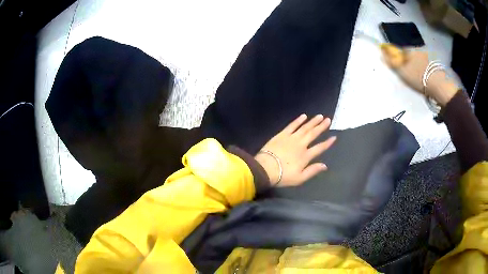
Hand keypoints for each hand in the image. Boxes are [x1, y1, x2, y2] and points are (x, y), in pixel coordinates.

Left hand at [255, 114, 335, 186]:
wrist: (265, 168)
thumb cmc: (283, 176)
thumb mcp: (300, 178)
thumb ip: (312, 171)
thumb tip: (325, 165)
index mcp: (305, 156)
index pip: (319, 148)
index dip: (327, 143)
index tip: (334, 137)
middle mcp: (301, 144)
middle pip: (313, 134)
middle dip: (321, 127)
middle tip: (328, 119)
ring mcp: (291, 138)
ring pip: (304, 128)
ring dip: (313, 121)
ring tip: (320, 116)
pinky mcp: (282, 134)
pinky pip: (292, 125)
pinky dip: (298, 120)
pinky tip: (304, 116)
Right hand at [382, 48, 458, 106]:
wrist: (439, 86)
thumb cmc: (419, 78)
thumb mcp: (403, 72)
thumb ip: (392, 62)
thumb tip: (381, 53)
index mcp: (410, 50)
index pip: (400, 50)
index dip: (398, 57)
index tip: (399, 66)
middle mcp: (419, 50)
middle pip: (411, 54)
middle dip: (409, 61)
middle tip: (409, 74)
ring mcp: (429, 57)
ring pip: (420, 60)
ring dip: (418, 66)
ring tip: (418, 78)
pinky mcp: (436, 65)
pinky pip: (427, 65)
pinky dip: (425, 70)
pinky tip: (426, 78)